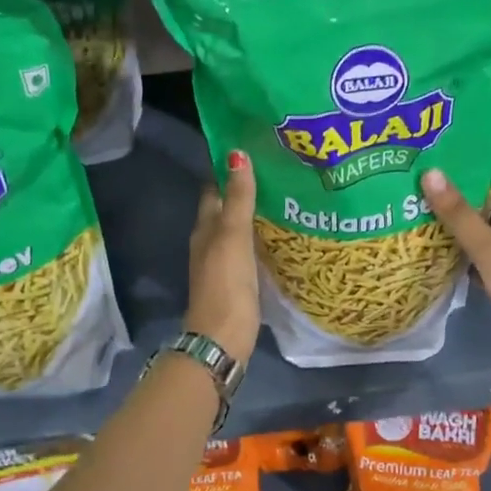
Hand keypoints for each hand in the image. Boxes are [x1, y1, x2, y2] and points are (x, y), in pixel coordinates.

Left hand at [185, 150, 260, 362]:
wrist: (223, 339)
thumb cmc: (226, 284)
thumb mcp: (233, 236)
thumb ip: (238, 199)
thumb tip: (236, 154)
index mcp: (205, 229)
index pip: (214, 191)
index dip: (228, 171)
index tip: (253, 152)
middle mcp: (209, 243)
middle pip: (225, 211)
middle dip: (244, 192)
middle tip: (276, 173)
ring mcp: (222, 265)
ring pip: (237, 232)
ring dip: (254, 217)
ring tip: (285, 199)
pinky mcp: (236, 284)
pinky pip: (248, 252)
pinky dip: (259, 240)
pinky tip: (279, 238)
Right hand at [419, 168, 490, 402]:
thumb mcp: (490, 247)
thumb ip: (459, 213)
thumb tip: (430, 172)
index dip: (466, 170)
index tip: (429, 162)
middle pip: (483, 208)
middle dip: (451, 200)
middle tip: (410, 187)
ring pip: (477, 236)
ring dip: (451, 229)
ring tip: (411, 213)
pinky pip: (475, 262)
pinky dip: (456, 257)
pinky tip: (428, 253)